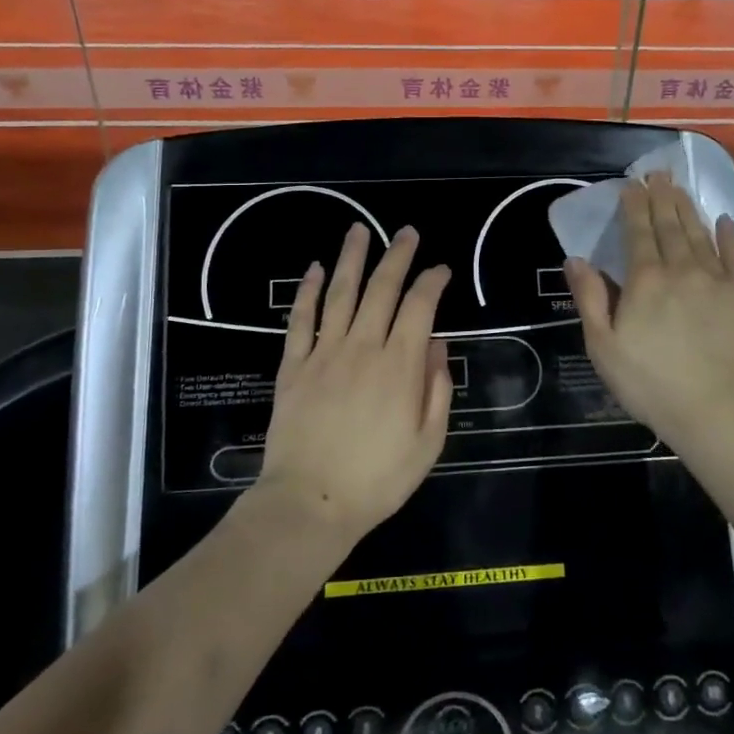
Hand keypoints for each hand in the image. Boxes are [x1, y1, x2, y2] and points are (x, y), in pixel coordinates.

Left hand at [257, 224, 453, 541]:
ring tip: (359, 230)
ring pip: (339, 294)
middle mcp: (362, 348)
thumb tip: (438, 344)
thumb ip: (437, 389)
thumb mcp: (427, 443)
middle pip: (381, 289)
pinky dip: (306, 292)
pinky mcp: (293, 367)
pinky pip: (300, 320)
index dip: (432, 282)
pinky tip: (313, 270)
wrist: (310, 503)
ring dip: (351, 259)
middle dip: (397, 256)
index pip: (420, 307)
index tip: (441, 269)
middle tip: (407, 232)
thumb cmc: (377, 479)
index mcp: (399, 366)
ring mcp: (324, 354)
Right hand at [565, 173, 733, 451]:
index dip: (633, 206)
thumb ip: (590, 299)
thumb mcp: (604, 347)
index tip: (632, 185)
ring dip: (688, 209)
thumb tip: (575, 259)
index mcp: (645, 280)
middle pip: (669, 226)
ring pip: (700, 234)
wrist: (721, 409)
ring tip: (680, 188)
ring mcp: (717, 280)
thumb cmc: (652, 383)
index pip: (637, 232)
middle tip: (658, 174)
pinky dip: (730, 235)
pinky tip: (725, 220)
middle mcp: (681, 269)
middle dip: (661, 197)